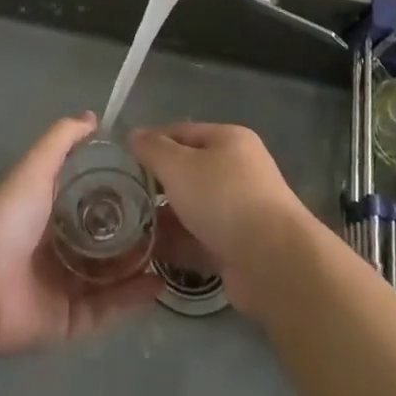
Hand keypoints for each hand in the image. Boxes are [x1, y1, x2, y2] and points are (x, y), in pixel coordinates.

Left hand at [0, 113, 160, 354]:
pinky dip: (131, 299)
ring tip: (171, 252)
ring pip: (109, 277)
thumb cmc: (11, 216)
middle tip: (166, 221)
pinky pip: (106, 310)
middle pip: (101, 240)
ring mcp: (62, 286)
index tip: (147, 183)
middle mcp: (55, 249)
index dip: (114, 191)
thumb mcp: (37, 165)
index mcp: (46, 212)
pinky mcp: (68, 321)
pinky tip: (158, 283)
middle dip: (131, 233)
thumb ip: (63, 139)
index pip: (86, 200)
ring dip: (138, 266)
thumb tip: (93, 116)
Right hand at [128, 122, 321, 316]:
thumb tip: (134, 134)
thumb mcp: (179, 166)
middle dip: (157, 185)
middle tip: (123, 199)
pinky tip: (149, 254)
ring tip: (129, 230)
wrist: (273, 262)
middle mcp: (237, 171)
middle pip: (188, 172)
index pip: (182, 133)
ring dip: (164, 219)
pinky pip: (200, 240)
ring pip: (193, 209)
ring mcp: (239, 211)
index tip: (123, 162)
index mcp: (228, 140)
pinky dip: (178, 245)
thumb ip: (153, 149)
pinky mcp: (238, 248)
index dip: (153, 143)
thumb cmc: (223, 198)